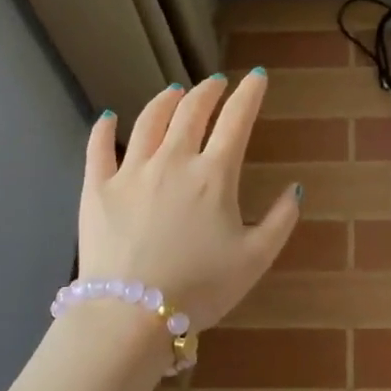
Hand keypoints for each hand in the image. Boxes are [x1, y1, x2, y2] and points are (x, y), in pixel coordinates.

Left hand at [78, 72, 301, 330]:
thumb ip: (280, 220)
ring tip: (174, 92)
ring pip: (149, 121)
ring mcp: (131, 171)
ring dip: (166, 101)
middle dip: (208, 91)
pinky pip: (98, 148)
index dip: (250, 94)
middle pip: (192, 111)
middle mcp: (173, 160)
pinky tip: (108, 117)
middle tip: (215, 82)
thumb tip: (294, 188)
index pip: (236, 120)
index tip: (257, 76)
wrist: (131, 314)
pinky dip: (104, 129)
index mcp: (214, 175)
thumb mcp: (255, 259)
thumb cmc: (200, 288)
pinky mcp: (96, 188)